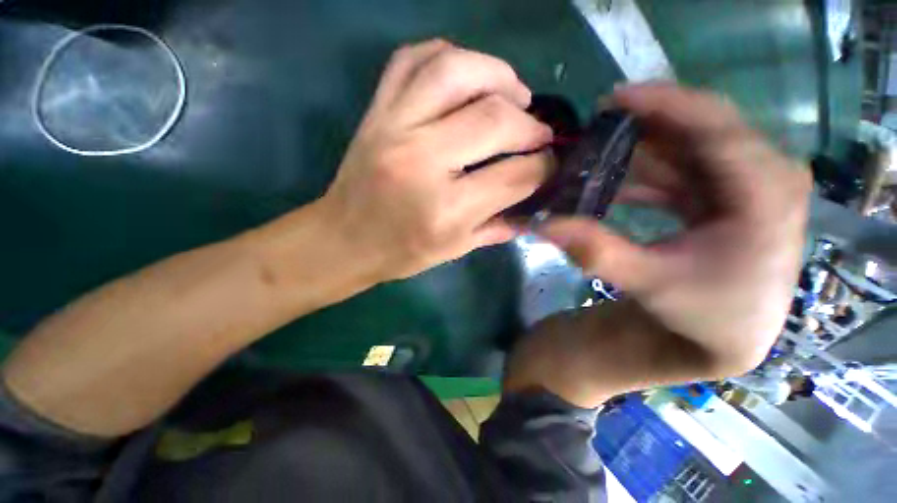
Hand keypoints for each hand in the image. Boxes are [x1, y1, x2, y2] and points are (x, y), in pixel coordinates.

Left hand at [319, 40, 552, 280]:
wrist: (343, 240)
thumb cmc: (401, 253)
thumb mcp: (454, 249)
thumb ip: (498, 226)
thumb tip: (535, 204)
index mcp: (445, 209)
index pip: (514, 175)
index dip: (543, 167)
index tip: (551, 163)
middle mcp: (421, 161)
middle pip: (494, 119)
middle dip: (530, 125)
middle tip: (538, 133)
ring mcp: (393, 128)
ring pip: (455, 71)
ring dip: (497, 74)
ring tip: (513, 93)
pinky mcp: (375, 113)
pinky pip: (412, 60)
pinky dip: (449, 56)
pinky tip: (467, 77)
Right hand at [538, 83, 811, 374]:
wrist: (727, 335)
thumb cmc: (702, 312)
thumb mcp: (647, 282)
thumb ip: (595, 251)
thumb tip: (542, 224)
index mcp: (766, 193)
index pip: (716, 127)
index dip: (662, 104)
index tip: (611, 98)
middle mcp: (768, 176)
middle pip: (702, 128)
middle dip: (644, 126)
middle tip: (593, 129)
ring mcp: (750, 183)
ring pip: (689, 148)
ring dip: (639, 151)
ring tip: (593, 155)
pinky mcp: (730, 194)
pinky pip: (684, 168)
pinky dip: (647, 171)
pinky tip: (613, 180)